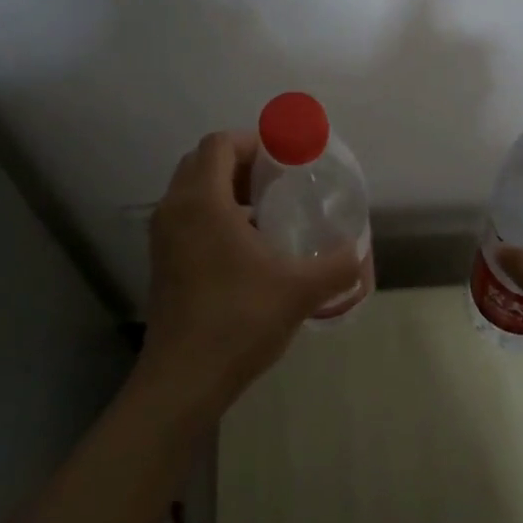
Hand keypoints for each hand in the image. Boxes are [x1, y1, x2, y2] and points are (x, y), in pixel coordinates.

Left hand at [135, 131, 359, 422]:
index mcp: (203, 202)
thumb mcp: (299, 290)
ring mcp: (162, 237)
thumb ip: (337, 265)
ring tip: (265, 211)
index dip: (253, 143)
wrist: (183, 379)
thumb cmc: (239, 321)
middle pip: (202, 161)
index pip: (220, 144)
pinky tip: (245, 245)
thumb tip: (360, 252)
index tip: (285, 160)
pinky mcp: (162, 261)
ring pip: (192, 190)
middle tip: (277, 181)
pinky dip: (212, 213)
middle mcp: (175, 210)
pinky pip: (186, 216)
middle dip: (240, 162)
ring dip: (225, 188)